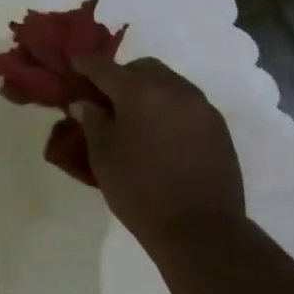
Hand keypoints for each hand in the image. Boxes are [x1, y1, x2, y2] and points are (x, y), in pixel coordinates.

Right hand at [70, 55, 245, 242]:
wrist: (201, 229)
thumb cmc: (140, 190)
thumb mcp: (103, 156)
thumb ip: (92, 122)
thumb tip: (86, 103)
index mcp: (140, 92)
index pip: (105, 68)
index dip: (86, 64)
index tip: (75, 64)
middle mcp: (174, 90)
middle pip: (143, 68)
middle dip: (122, 75)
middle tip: (106, 98)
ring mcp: (201, 107)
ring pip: (169, 82)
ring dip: (149, 90)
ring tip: (135, 116)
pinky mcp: (218, 128)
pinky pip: (187, 103)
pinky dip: (169, 107)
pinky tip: (160, 132)